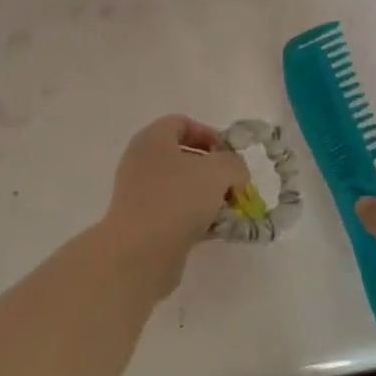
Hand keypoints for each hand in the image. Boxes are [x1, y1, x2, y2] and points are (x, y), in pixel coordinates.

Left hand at [98, 115, 249, 292]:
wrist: (140, 252)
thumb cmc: (178, 199)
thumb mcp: (218, 172)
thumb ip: (234, 164)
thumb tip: (235, 173)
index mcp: (152, 140)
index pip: (181, 123)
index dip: (209, 134)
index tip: (231, 155)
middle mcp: (142, 163)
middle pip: (184, 157)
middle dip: (215, 172)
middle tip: (235, 187)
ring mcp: (140, 195)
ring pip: (182, 188)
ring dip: (209, 198)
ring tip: (231, 212)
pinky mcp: (144, 224)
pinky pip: (177, 213)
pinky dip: (198, 219)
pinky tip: (218, 231)